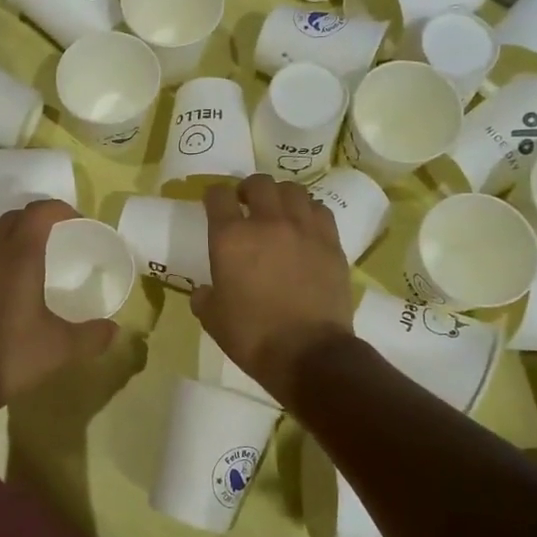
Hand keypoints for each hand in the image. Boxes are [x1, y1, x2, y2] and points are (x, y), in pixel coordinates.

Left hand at [0, 200, 117, 422]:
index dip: (59, 211)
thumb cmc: (10, 359)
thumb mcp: (61, 349)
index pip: (39, 213)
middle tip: (50, 241)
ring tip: (12, 253)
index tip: (75, 224)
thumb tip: (115, 330)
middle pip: (9, 219)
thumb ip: (92, 336)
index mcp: (19, 256)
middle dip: (32, 222)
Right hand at [191, 174, 353, 403]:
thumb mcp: (213, 319)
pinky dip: (308, 211)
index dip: (213, 195)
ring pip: (293, 190)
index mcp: (230, 238)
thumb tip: (205, 291)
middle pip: (259, 183)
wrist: (309, 353)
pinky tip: (305, 225)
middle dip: (248, 188)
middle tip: (245, 203)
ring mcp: (303, 229)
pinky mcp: (331, 243)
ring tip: (278, 210)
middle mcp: (267, 222)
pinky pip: (319, 210)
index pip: (218, 195)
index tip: (213, 203)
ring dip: (280, 195)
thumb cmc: (253, 336)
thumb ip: (204, 297)